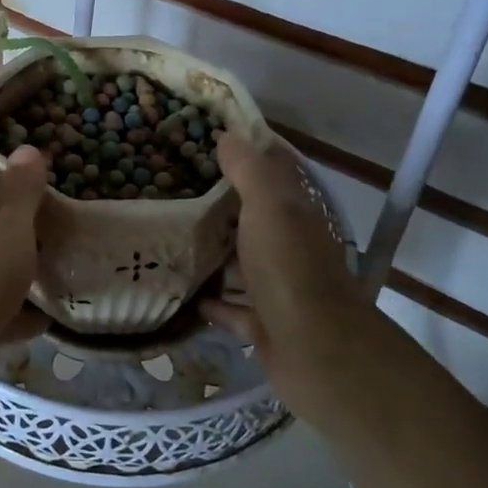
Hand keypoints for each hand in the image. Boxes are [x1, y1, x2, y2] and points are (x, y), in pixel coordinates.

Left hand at [0, 123, 48, 408]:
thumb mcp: (7, 222)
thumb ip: (20, 188)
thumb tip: (26, 149)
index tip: (5, 116)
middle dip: (13, 193)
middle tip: (57, 183)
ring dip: (21, 252)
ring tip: (65, 244)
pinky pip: (1, 304)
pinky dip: (23, 307)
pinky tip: (53, 309)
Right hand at [200, 131, 367, 422]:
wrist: (318, 352)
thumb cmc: (291, 269)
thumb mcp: (269, 207)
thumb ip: (250, 171)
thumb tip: (229, 135)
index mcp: (293, 213)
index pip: (272, 172)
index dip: (245, 154)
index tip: (203, 141)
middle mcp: (289, 246)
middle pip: (253, 217)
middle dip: (220, 203)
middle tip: (172, 189)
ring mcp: (278, 287)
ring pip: (242, 262)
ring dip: (215, 253)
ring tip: (170, 238)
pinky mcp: (265, 324)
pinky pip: (233, 308)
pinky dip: (213, 302)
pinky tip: (185, 294)